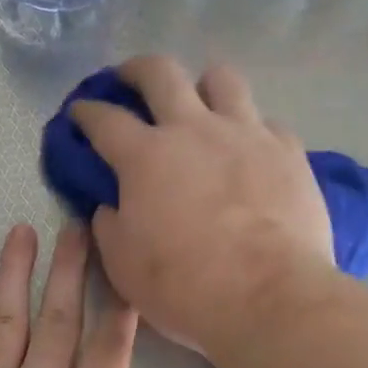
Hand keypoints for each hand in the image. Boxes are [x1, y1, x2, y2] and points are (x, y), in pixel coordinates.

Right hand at [70, 56, 334, 354]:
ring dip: (203, 85)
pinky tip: (249, 150)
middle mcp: (193, 129)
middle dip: (136, 69)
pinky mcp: (288, 150)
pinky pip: (266, 122)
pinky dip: (251, 129)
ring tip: (200, 103)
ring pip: (222, 79)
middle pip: (160, 72)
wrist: (270, 297)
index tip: (79, 113)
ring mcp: (245, 134)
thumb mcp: (123, 265)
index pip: (104, 119)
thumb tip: (110, 206)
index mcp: (145, 156)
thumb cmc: (185, 285)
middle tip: (130, 79)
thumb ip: (109, 226)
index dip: (86, 112)